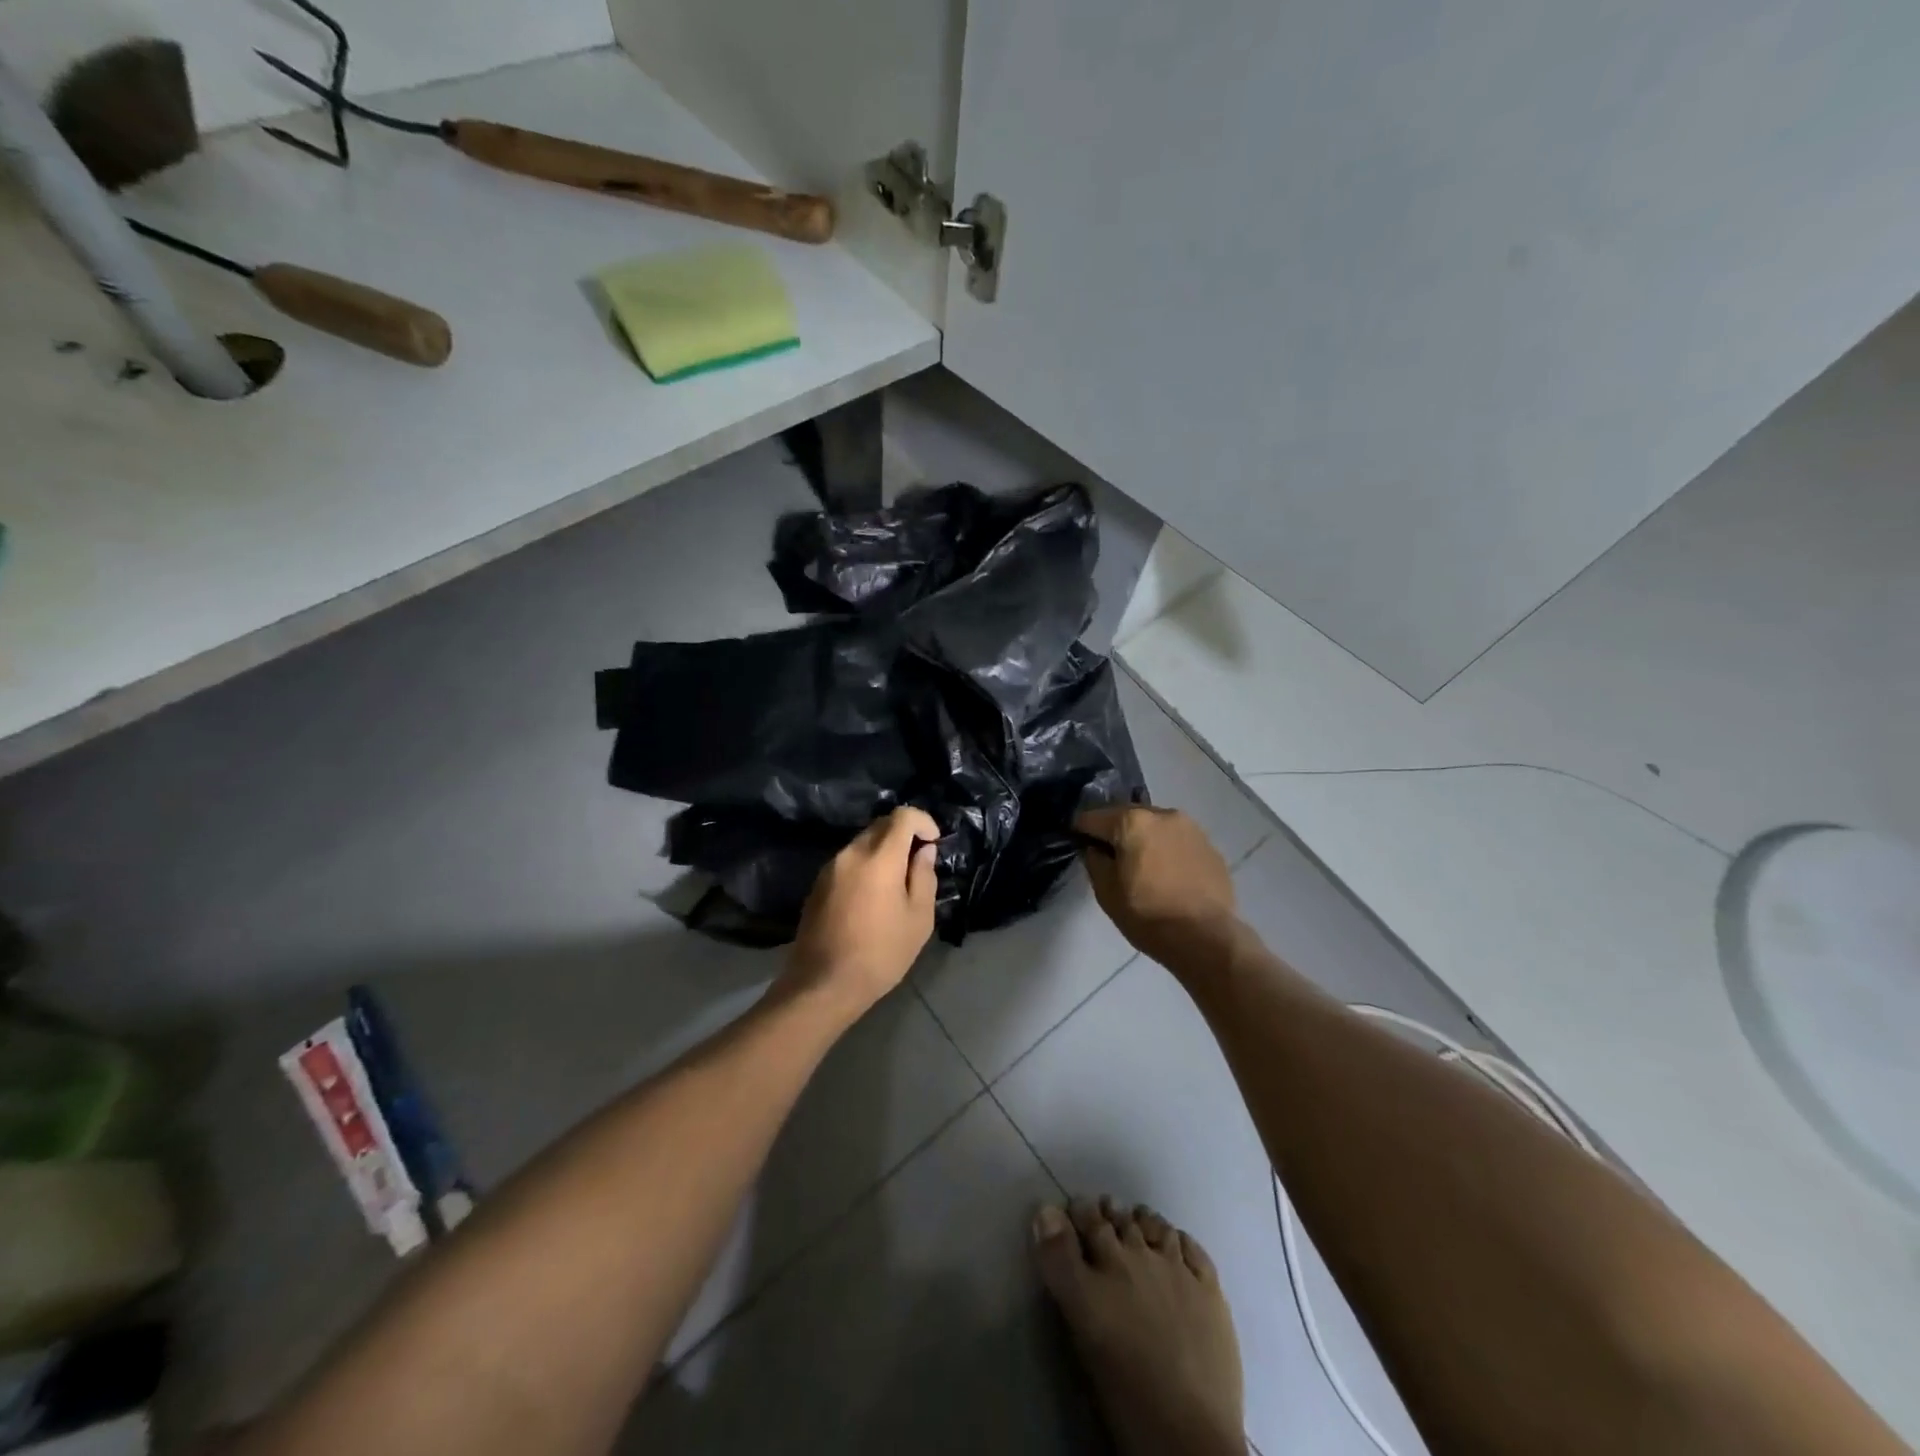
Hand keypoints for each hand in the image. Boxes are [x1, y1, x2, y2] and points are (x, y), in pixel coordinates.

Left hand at [787, 806, 939, 1018]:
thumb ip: (924, 876)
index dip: (923, 821)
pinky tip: (872, 896)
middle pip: (880, 826)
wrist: (823, 984)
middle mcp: (850, 853)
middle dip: (903, 835)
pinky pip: (848, 862)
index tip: (934, 842)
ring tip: (897, 882)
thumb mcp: (918, 918)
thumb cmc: (881, 953)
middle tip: (918, 862)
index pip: (902, 816)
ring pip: (862, 843)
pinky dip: (865, 866)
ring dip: (883, 851)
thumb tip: (923, 851)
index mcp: (878, 857)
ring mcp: (829, 868)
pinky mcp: (817, 885)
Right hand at [1076, 806, 1238, 970]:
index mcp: (1132, 822)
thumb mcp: (1106, 893)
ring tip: (1142, 865)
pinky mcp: (1209, 845)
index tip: (1077, 842)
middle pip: (1127, 816)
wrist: (1206, 938)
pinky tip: (1167, 875)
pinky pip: (1177, 840)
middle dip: (1115, 831)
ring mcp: (1190, 828)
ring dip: (1144, 838)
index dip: (1080, 830)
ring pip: (1155, 826)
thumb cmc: (1148, 915)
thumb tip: (1094, 848)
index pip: (1093, 817)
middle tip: (1110, 856)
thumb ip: (1094, 862)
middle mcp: (1162, 814)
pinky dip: (1167, 850)